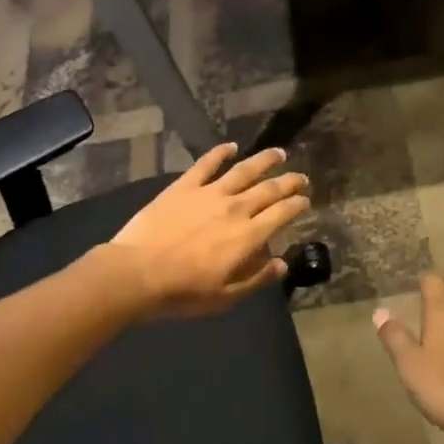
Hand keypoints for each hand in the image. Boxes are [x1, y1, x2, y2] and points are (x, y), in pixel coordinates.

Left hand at [110, 143, 310, 316]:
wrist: (138, 272)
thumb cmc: (183, 292)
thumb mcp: (226, 297)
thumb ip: (256, 279)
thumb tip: (282, 264)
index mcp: (248, 236)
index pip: (282, 214)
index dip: (297, 205)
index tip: (305, 200)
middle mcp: (235, 208)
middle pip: (269, 189)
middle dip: (289, 182)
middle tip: (301, 177)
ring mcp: (209, 192)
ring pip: (244, 170)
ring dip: (264, 160)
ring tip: (279, 153)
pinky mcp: (185, 186)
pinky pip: (206, 163)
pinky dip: (220, 152)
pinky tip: (231, 146)